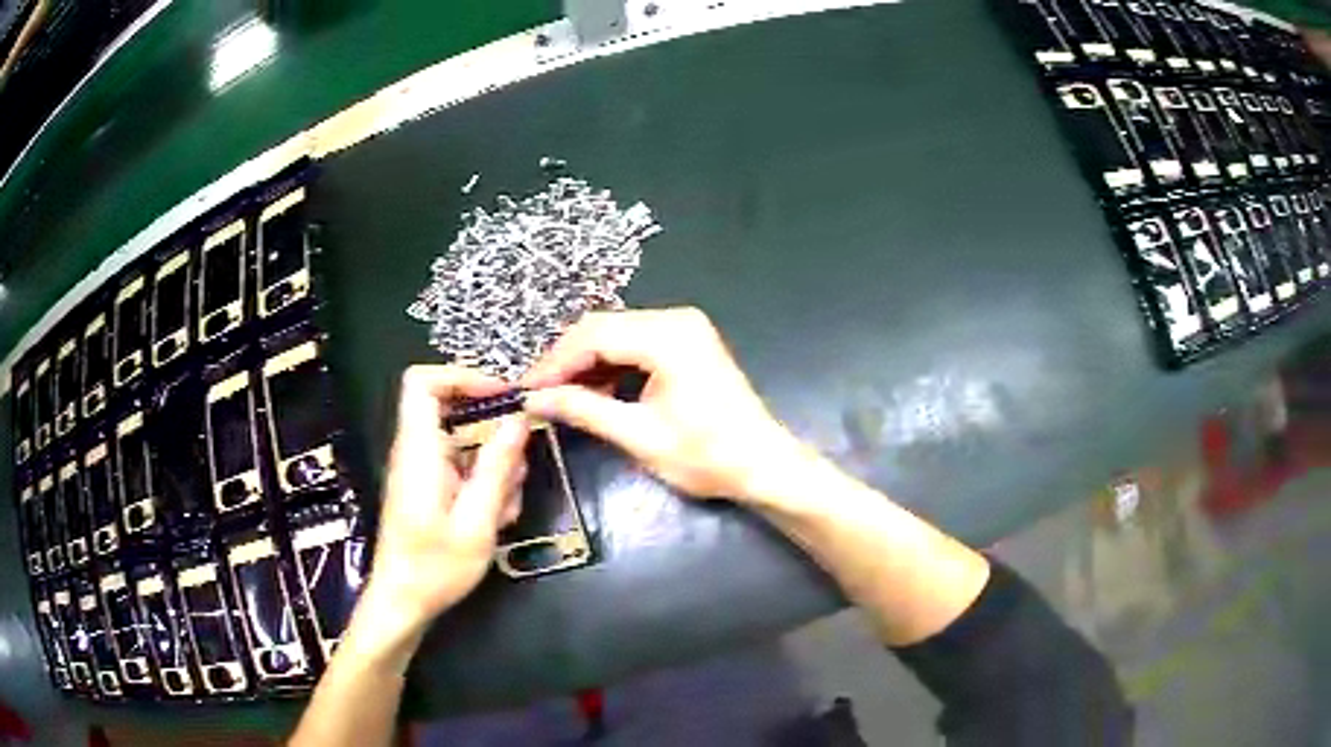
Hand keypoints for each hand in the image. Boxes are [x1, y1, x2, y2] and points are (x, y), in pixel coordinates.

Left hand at [365, 366, 529, 637]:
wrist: (403, 602)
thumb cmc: (435, 566)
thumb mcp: (476, 521)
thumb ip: (497, 468)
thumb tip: (518, 419)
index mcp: (419, 450)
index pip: (423, 382)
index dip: (461, 377)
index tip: (501, 396)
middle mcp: (416, 452)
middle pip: (455, 415)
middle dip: (494, 437)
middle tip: (518, 471)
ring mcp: (422, 471)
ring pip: (465, 446)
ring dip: (494, 468)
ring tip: (507, 507)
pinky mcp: (429, 489)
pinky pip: (460, 469)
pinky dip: (484, 486)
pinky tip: (496, 519)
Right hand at [522, 307, 801, 502]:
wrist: (763, 464)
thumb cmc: (707, 456)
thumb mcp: (638, 435)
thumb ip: (583, 409)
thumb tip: (534, 399)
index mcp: (668, 336)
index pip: (593, 336)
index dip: (554, 363)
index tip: (526, 390)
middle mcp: (675, 319)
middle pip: (603, 328)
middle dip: (567, 361)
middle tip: (538, 394)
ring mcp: (684, 328)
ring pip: (616, 335)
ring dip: (586, 364)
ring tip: (560, 397)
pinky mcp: (686, 342)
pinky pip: (635, 344)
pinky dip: (610, 365)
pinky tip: (594, 391)